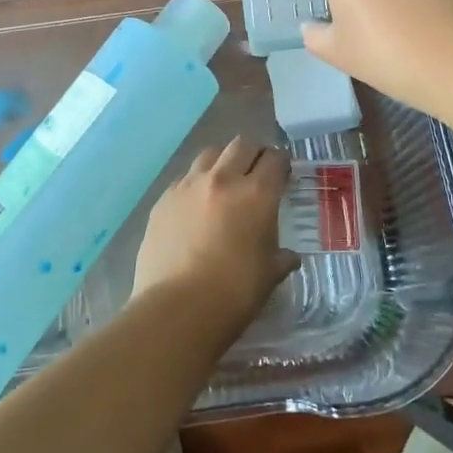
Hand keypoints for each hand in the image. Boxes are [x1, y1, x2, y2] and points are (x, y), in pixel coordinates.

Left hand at [133, 138, 295, 322]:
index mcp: (256, 194)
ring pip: (209, 155)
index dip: (281, 164)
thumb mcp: (269, 275)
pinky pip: (183, 179)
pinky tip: (196, 206)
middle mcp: (222, 179)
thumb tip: (289, 256)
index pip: (274, 160)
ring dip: (222, 162)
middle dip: (253, 153)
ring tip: (224, 182)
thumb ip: (281, 258)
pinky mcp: (163, 199)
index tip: (283, 174)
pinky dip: (195, 184)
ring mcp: (188, 186)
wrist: (177, 308)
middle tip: (256, 171)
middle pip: (240, 145)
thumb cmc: (234, 293)